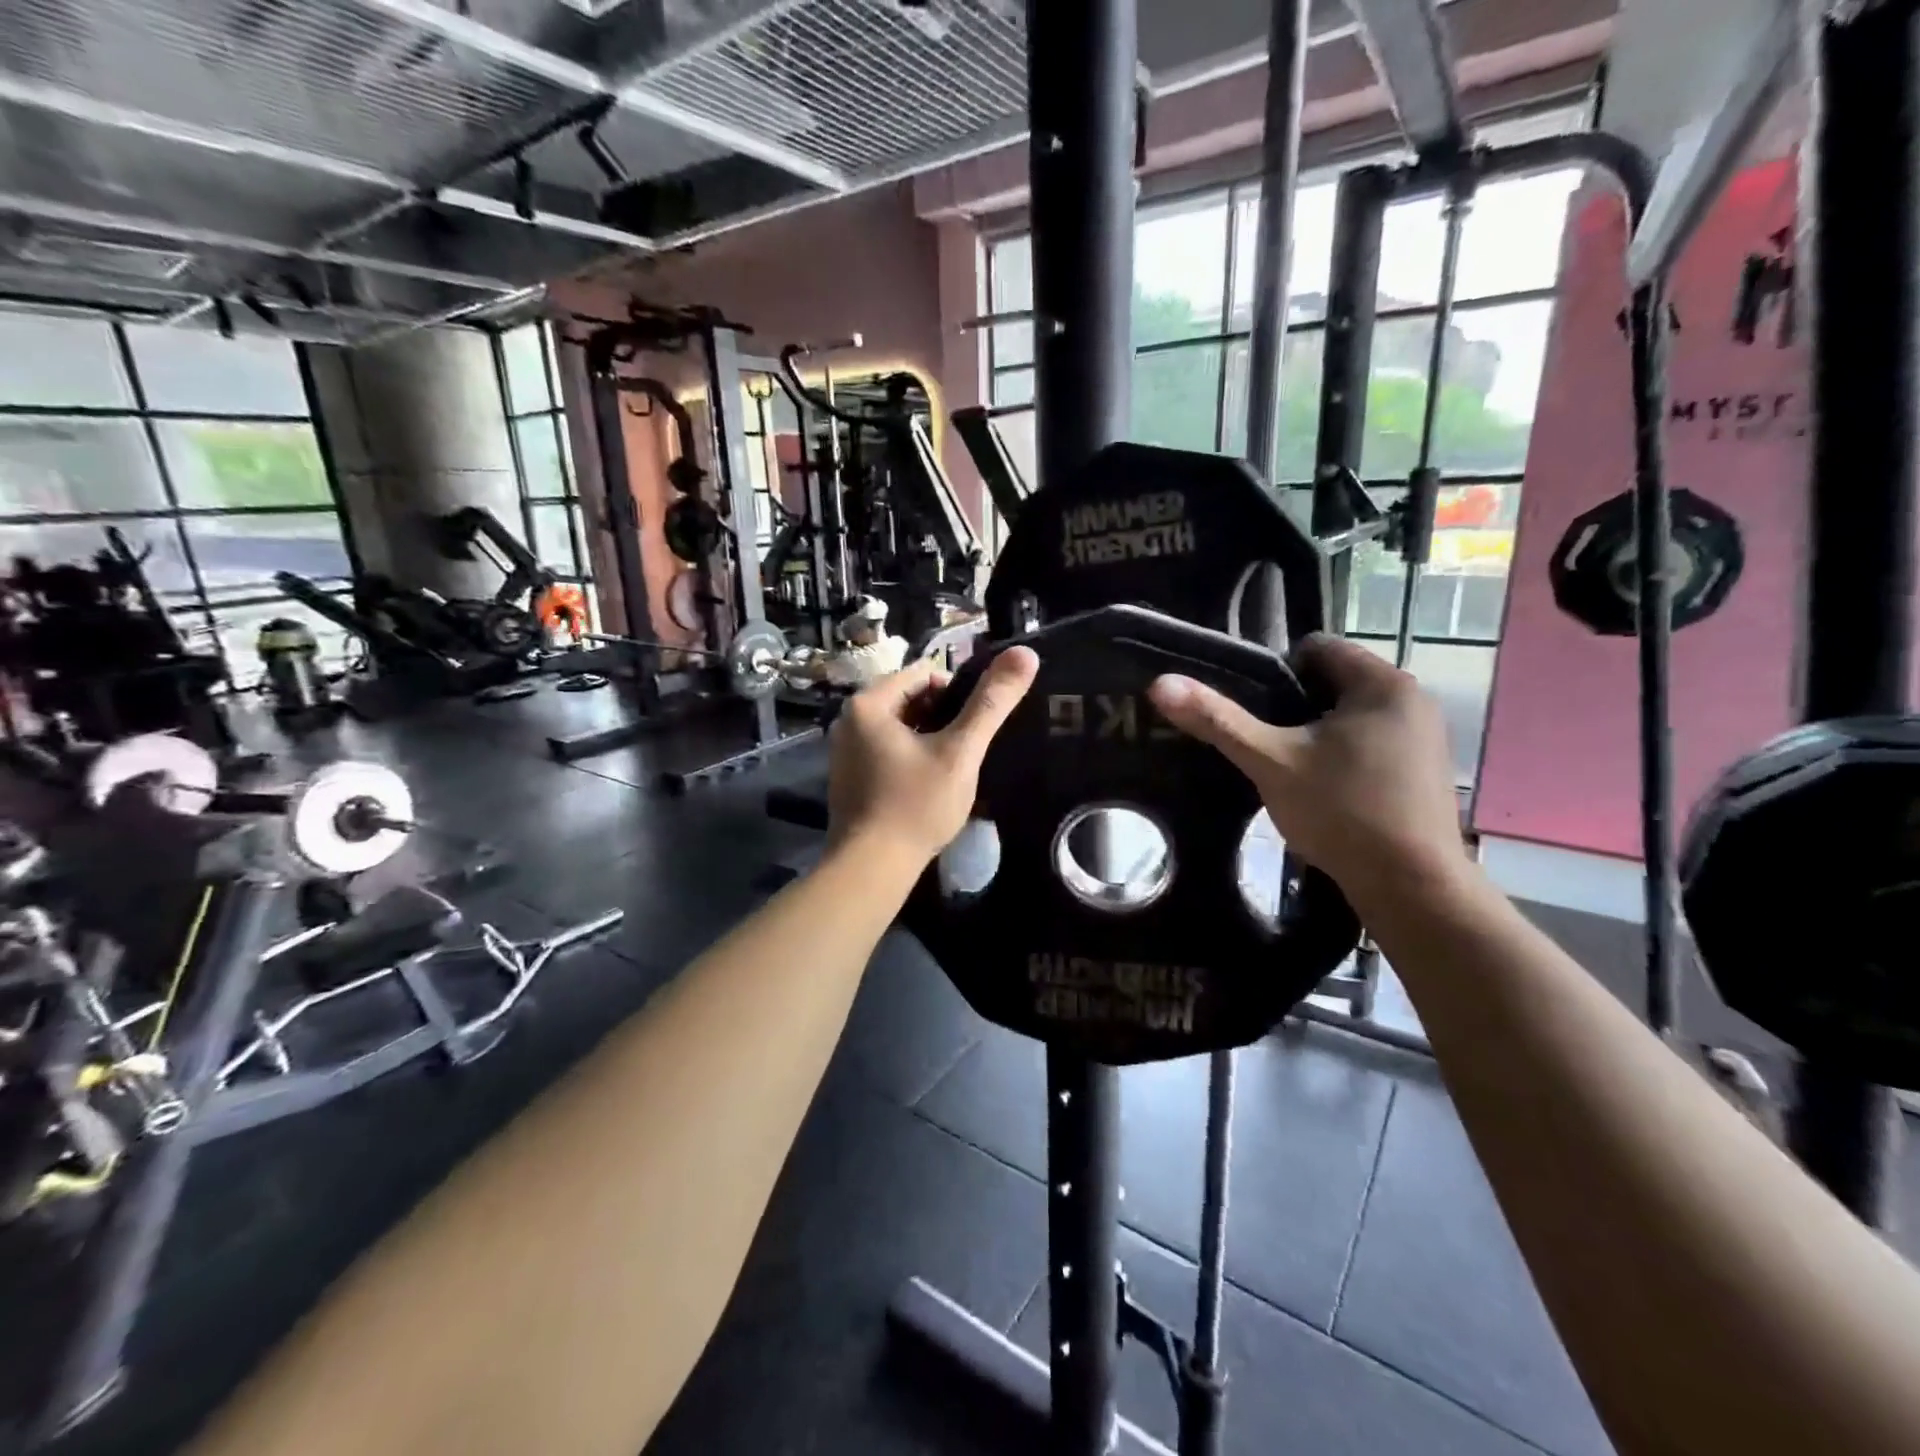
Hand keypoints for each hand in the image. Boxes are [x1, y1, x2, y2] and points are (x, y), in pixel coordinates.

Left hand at [827, 647, 1039, 865]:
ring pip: (900, 728)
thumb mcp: (961, 752)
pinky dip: (910, 759)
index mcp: (868, 703)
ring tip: (952, 770)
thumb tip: (1026, 653)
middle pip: (910, 699)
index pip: (924, 673)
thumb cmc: (916, 805)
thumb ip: (992, 703)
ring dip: (929, 740)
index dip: (958, 693)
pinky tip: (927, 787)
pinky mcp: (849, 777)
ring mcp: (845, 750)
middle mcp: (848, 720)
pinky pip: (886, 751)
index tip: (975, 726)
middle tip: (966, 751)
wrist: (872, 868)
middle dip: (943, 718)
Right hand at [1147, 634, 1464, 911]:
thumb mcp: (1270, 762)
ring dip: (1317, 736)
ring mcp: (1425, 737)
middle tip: (1267, 747)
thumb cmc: (1343, 811)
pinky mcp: (1424, 772)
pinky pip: (1370, 745)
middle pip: (1331, 683)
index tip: (1256, 715)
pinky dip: (1343, 758)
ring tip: (1291, 772)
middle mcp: (1412, 699)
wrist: (1413, 888)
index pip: (1315, 648)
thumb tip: (1160, 683)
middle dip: (1294, 709)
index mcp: (1382, 683)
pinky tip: (1326, 794)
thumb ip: (1218, 720)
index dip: (1274, 674)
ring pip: (1349, 718)